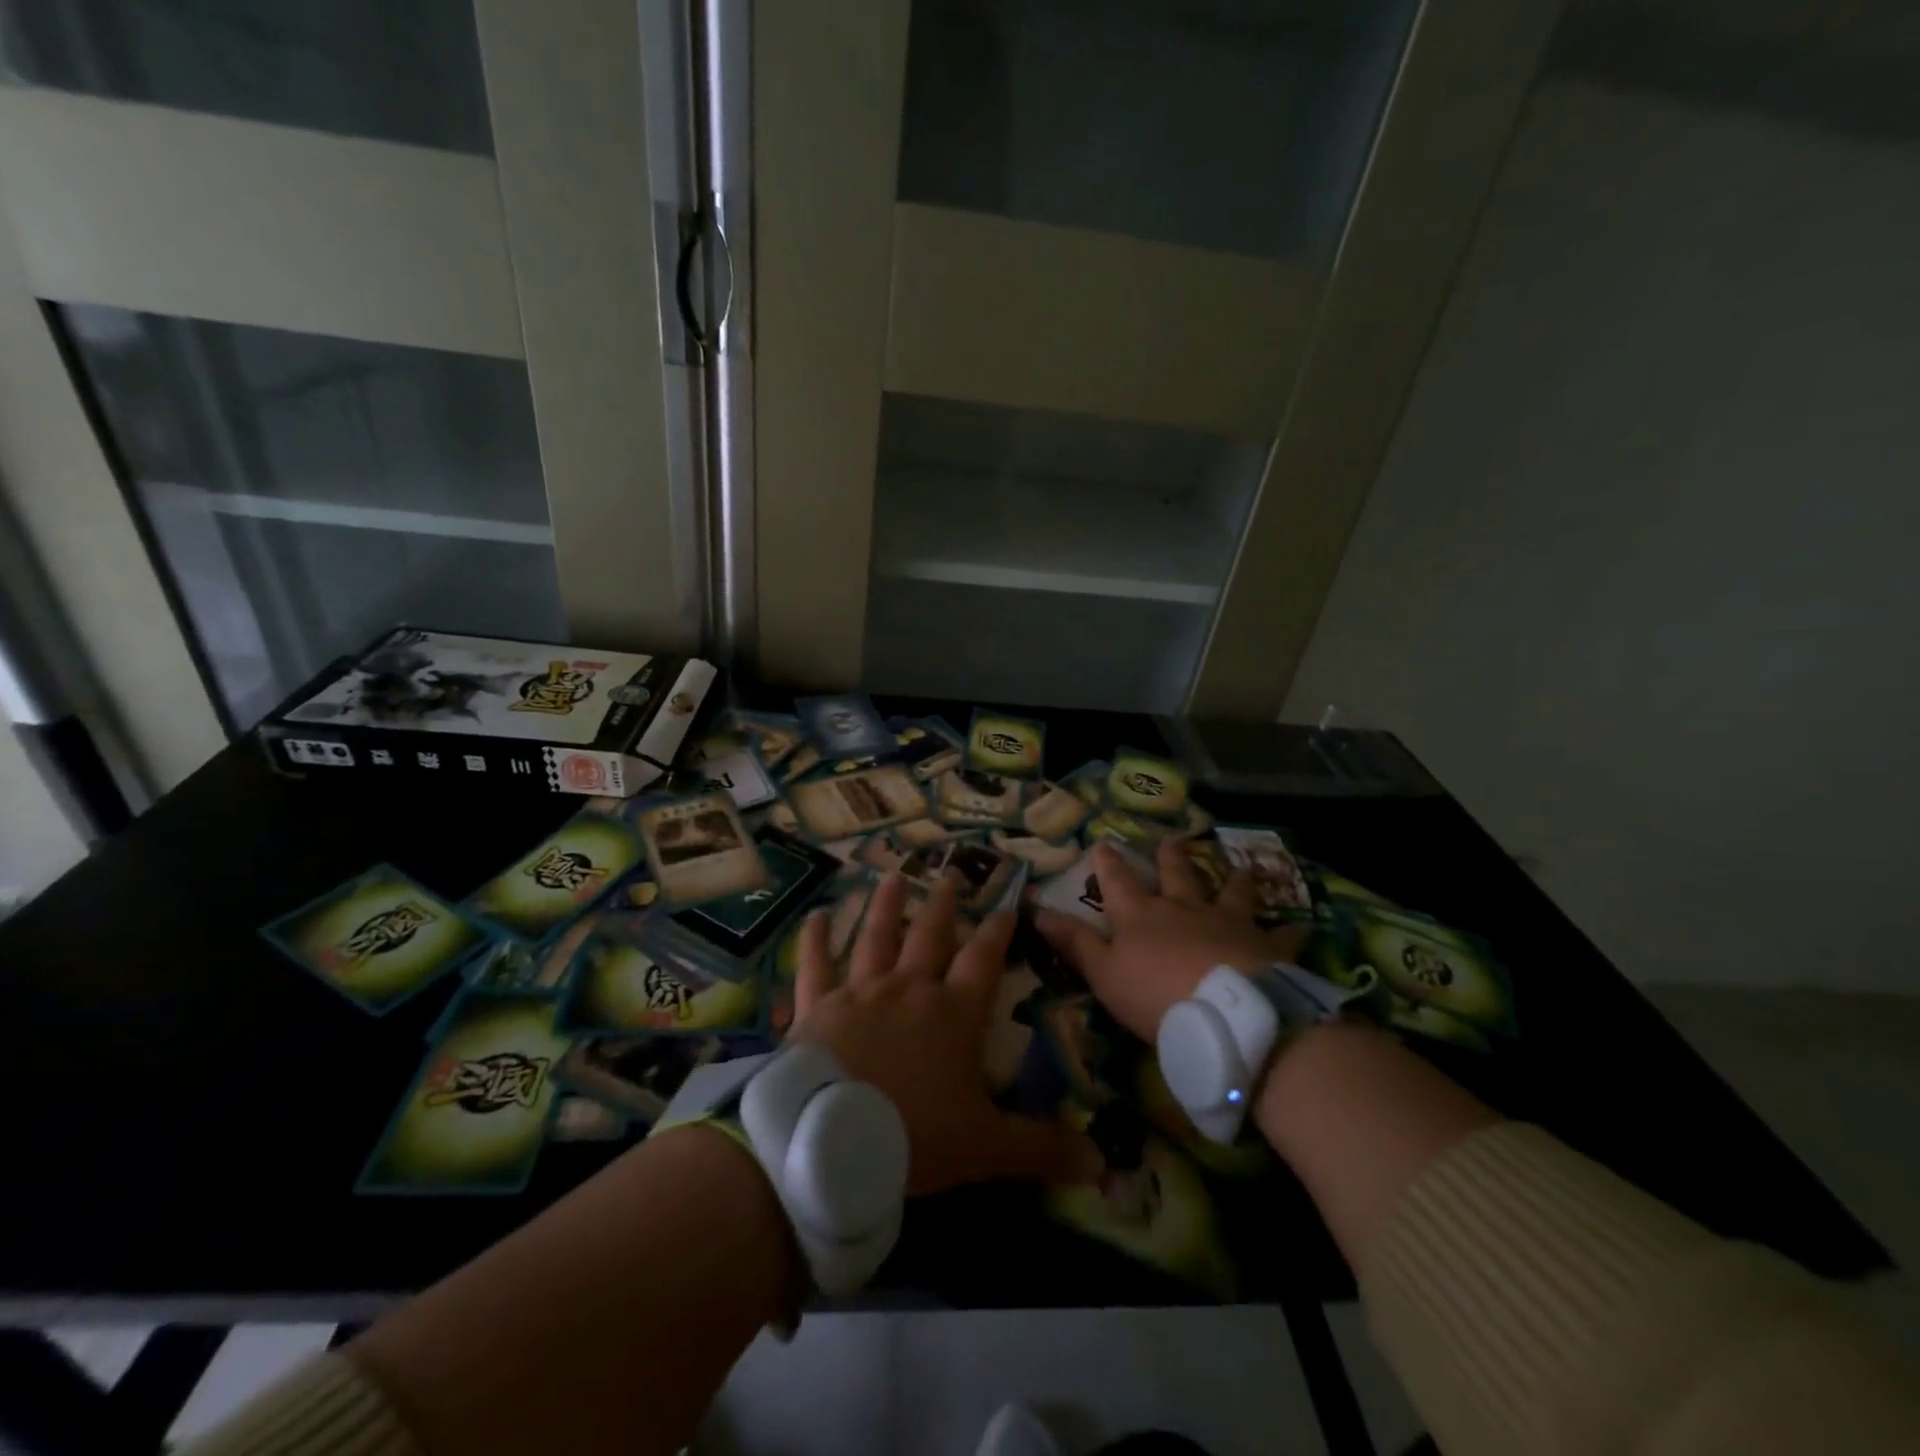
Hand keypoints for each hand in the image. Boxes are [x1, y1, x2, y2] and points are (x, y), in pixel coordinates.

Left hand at [794, 873, 1100, 1194]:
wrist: (831, 1139)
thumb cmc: (914, 1136)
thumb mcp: (987, 1148)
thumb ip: (1042, 1148)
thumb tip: (1101, 1163)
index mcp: (953, 1014)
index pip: (983, 961)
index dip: (998, 932)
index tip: (1007, 906)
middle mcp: (909, 989)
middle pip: (930, 936)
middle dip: (943, 905)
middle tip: (950, 874)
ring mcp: (861, 991)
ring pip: (877, 937)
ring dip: (886, 905)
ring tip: (893, 875)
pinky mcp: (818, 1005)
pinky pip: (816, 964)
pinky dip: (815, 939)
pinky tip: (814, 915)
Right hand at [1035, 840, 1306, 1041]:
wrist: (1228, 1013)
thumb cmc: (1156, 995)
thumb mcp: (1103, 973)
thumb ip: (1073, 942)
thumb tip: (1036, 908)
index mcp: (1141, 916)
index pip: (1117, 881)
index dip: (1108, 862)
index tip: (1103, 841)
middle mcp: (1184, 909)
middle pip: (1175, 875)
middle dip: (1169, 857)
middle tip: (1170, 839)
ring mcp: (1227, 922)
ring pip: (1228, 891)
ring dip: (1230, 878)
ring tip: (1236, 866)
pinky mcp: (1264, 945)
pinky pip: (1280, 935)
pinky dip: (1290, 931)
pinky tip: (1303, 927)